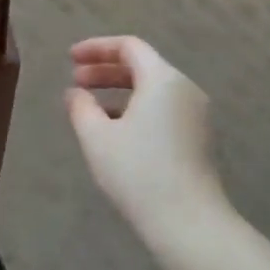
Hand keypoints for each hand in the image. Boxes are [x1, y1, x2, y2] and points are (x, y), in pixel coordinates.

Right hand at [66, 36, 222, 233]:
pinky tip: (115, 130)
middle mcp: (185, 89)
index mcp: (163, 79)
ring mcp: (196, 115)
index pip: (129, 47)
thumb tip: (75, 93)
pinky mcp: (198, 138)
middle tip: (76, 81)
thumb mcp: (96, 137)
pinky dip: (136, 108)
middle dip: (106, 70)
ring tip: (90, 107)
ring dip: (119, 91)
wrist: (189, 222)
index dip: (96, 48)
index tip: (70, 59)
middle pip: (143, 66)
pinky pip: (163, 109)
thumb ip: (81, 107)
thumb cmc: (138, 172)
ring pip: (153, 89)